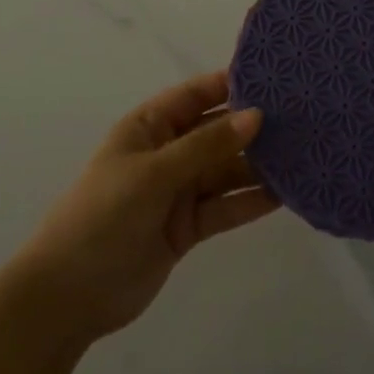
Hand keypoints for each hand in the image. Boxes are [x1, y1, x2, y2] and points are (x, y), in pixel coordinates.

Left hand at [8, 72, 279, 349]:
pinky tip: (286, 194)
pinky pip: (225, 206)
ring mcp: (178, 190)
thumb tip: (256, 115)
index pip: (198, 94)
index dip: (234, 84)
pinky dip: (251, 201)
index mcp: (151, 126)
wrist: (68, 296)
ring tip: (306, 155)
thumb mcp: (154, 173)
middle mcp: (168, 152)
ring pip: (226, 169)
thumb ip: (206, 145)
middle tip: (305, 118)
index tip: (278, 77)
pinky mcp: (188, 226)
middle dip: (255, 126)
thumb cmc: (103, 216)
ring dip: (259, 165)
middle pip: (218, 132)